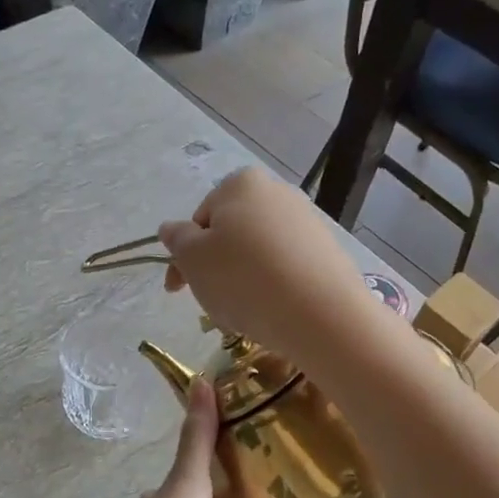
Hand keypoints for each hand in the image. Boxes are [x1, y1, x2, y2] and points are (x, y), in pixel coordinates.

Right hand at [157, 168, 381, 373]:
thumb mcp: (193, 259)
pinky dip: (271, 288)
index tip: (177, 289)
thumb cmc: (242, 279)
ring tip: (242, 313)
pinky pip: (285, 269)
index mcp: (240, 184)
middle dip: (214, 268)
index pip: (199, 220)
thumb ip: (177, 239)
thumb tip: (171, 228)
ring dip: (241, 281)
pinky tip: (270, 312)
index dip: (183, 256)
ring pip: (256, 255)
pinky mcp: (327, 253)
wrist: (319, 313)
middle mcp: (277, 192)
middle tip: (210, 302)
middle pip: (230, 235)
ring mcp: (306, 222)